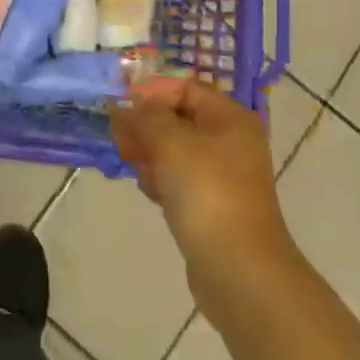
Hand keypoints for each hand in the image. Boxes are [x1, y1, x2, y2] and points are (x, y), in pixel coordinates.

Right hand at [112, 78, 289, 276]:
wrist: (239, 270)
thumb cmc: (207, 193)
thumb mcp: (171, 143)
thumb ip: (147, 116)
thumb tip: (130, 104)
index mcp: (230, 118)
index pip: (184, 88)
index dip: (151, 91)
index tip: (121, 105)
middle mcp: (230, 141)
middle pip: (178, 118)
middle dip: (146, 125)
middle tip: (120, 139)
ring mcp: (223, 175)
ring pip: (175, 150)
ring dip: (150, 153)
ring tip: (135, 167)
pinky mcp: (212, 204)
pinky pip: (180, 178)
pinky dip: (162, 179)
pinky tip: (151, 192)